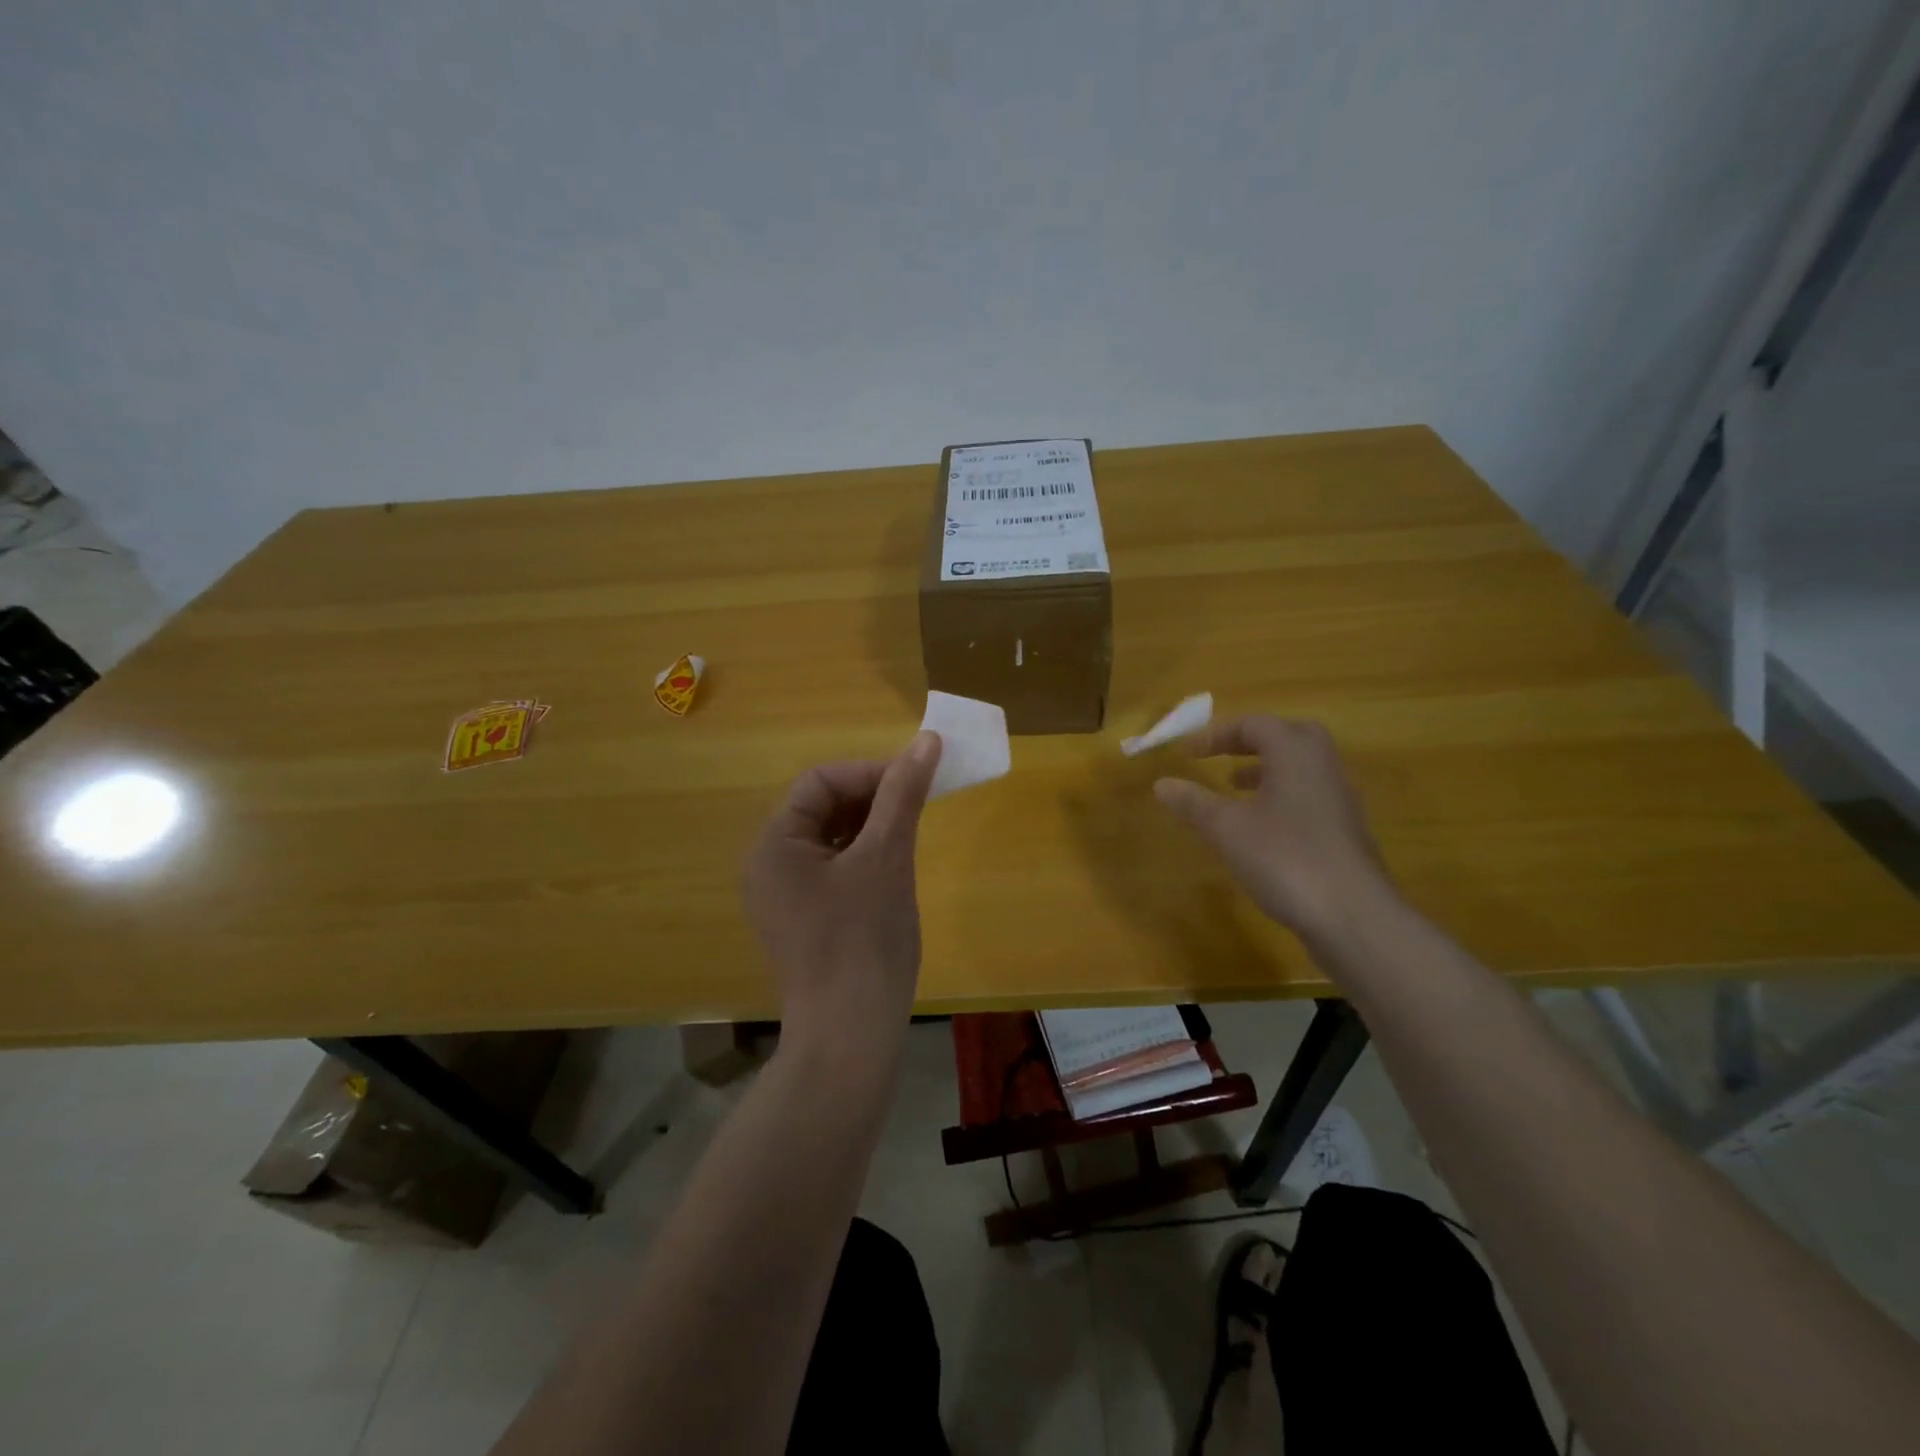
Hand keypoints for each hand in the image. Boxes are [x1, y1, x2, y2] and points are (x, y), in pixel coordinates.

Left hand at [743, 732, 942, 1060]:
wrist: (851, 1035)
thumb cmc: (864, 940)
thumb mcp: (886, 857)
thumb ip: (903, 794)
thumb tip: (927, 740)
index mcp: (775, 844)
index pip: (820, 782)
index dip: (871, 773)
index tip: (917, 780)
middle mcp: (770, 864)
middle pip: (823, 807)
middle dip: (873, 798)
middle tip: (920, 804)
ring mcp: (786, 895)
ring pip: (832, 837)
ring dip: (873, 825)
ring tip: (913, 831)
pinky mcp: (806, 918)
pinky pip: (835, 868)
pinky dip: (866, 856)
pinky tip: (896, 865)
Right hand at [1153, 717, 1397, 947]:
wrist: (1353, 916)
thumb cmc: (1285, 859)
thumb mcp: (1227, 829)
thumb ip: (1194, 803)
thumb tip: (1161, 783)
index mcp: (1295, 754)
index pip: (1254, 725)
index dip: (1216, 734)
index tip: (1187, 752)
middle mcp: (1323, 766)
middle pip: (1288, 736)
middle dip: (1251, 742)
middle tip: (1222, 756)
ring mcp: (1340, 799)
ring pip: (1301, 767)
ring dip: (1267, 769)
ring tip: (1235, 789)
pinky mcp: (1345, 829)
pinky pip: (1309, 794)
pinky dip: (1282, 795)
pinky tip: (1261, 827)